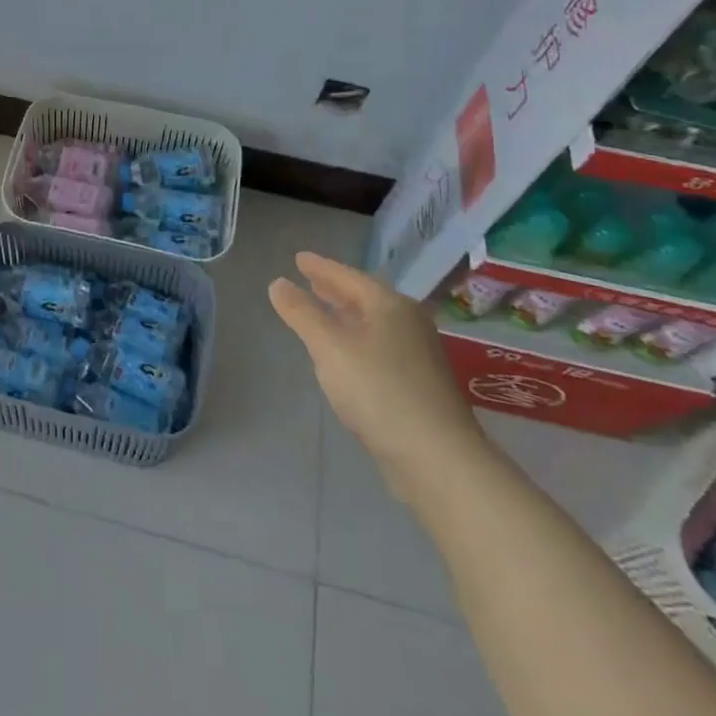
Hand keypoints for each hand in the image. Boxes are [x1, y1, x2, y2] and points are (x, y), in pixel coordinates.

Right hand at [270, 252, 485, 494]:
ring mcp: (419, 354)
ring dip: (347, 315)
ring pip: (374, 323)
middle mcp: (409, 322)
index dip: (321, 267)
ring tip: (324, 312)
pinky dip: (359, 339)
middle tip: (311, 280)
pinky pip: (380, 346)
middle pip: (365, 297)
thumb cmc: (379, 390)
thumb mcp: (329, 347)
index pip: (348, 276)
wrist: (437, 457)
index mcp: (390, 305)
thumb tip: (278, 283)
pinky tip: (347, 354)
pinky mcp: (420, 384)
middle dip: (335, 289)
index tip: (299, 258)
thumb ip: (301, 313)